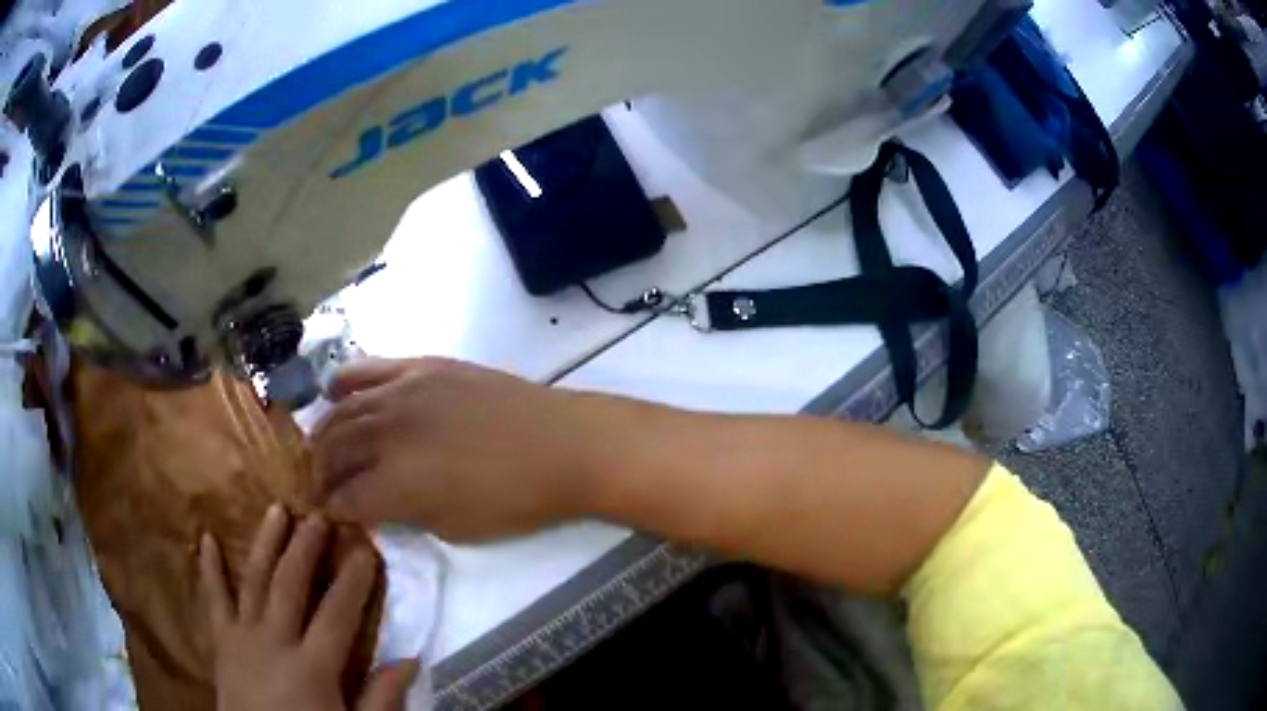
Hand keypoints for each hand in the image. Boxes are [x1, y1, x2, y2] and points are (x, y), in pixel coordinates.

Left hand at [200, 505, 418, 710]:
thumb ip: (380, 699)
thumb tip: (411, 660)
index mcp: (312, 667)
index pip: (337, 614)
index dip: (354, 579)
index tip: (366, 546)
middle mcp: (274, 642)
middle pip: (291, 585)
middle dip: (307, 547)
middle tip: (320, 513)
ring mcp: (243, 637)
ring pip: (254, 581)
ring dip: (265, 544)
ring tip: (276, 509)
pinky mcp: (221, 641)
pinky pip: (214, 600)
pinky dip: (209, 569)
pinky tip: (206, 539)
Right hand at [311, 358, 607, 541]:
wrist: (561, 445)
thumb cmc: (514, 500)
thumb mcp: (454, 528)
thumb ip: (405, 515)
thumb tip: (377, 505)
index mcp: (395, 483)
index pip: (346, 497)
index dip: (333, 508)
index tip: (326, 512)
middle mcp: (388, 434)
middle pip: (336, 450)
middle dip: (320, 471)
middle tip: (316, 482)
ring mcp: (403, 393)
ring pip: (345, 410)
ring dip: (325, 430)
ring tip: (319, 445)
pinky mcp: (423, 367)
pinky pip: (372, 369)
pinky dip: (346, 380)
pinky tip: (332, 390)